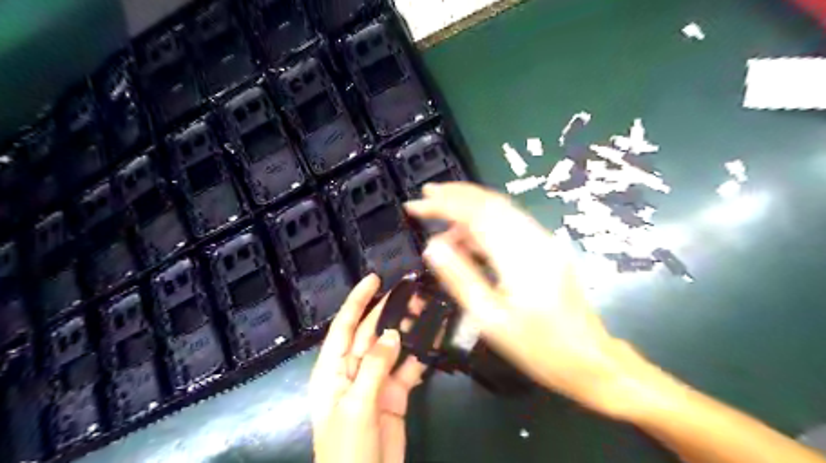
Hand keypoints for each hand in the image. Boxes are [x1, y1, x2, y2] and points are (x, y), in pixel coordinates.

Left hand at [310, 275, 425, 462]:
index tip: (374, 279)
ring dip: (409, 329)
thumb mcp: (356, 406)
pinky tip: (435, 340)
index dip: (358, 301)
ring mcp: (376, 381)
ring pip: (393, 348)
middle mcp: (353, 369)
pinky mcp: (395, 394)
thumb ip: (374, 367)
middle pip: (372, 332)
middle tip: (413, 292)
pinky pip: (408, 369)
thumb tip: (393, 334)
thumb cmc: (346, 449)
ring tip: (427, 309)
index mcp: (333, 369)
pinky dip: (421, 355)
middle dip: (390, 311)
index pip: (344, 326)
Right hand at [405, 182, 652, 417]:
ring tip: (439, 218)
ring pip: (501, 209)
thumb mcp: (491, 319)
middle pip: (490, 202)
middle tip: (425, 194)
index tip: (415, 205)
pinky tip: (467, 237)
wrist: (590, 360)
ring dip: (469, 207)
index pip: (475, 214)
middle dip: (455, 195)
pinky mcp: (546, 248)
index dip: (442, 205)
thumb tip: (433, 247)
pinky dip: (483, 223)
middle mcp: (534, 238)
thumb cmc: (538, 347)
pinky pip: (509, 224)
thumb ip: (460, 278)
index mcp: (520, 256)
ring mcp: (544, 241)